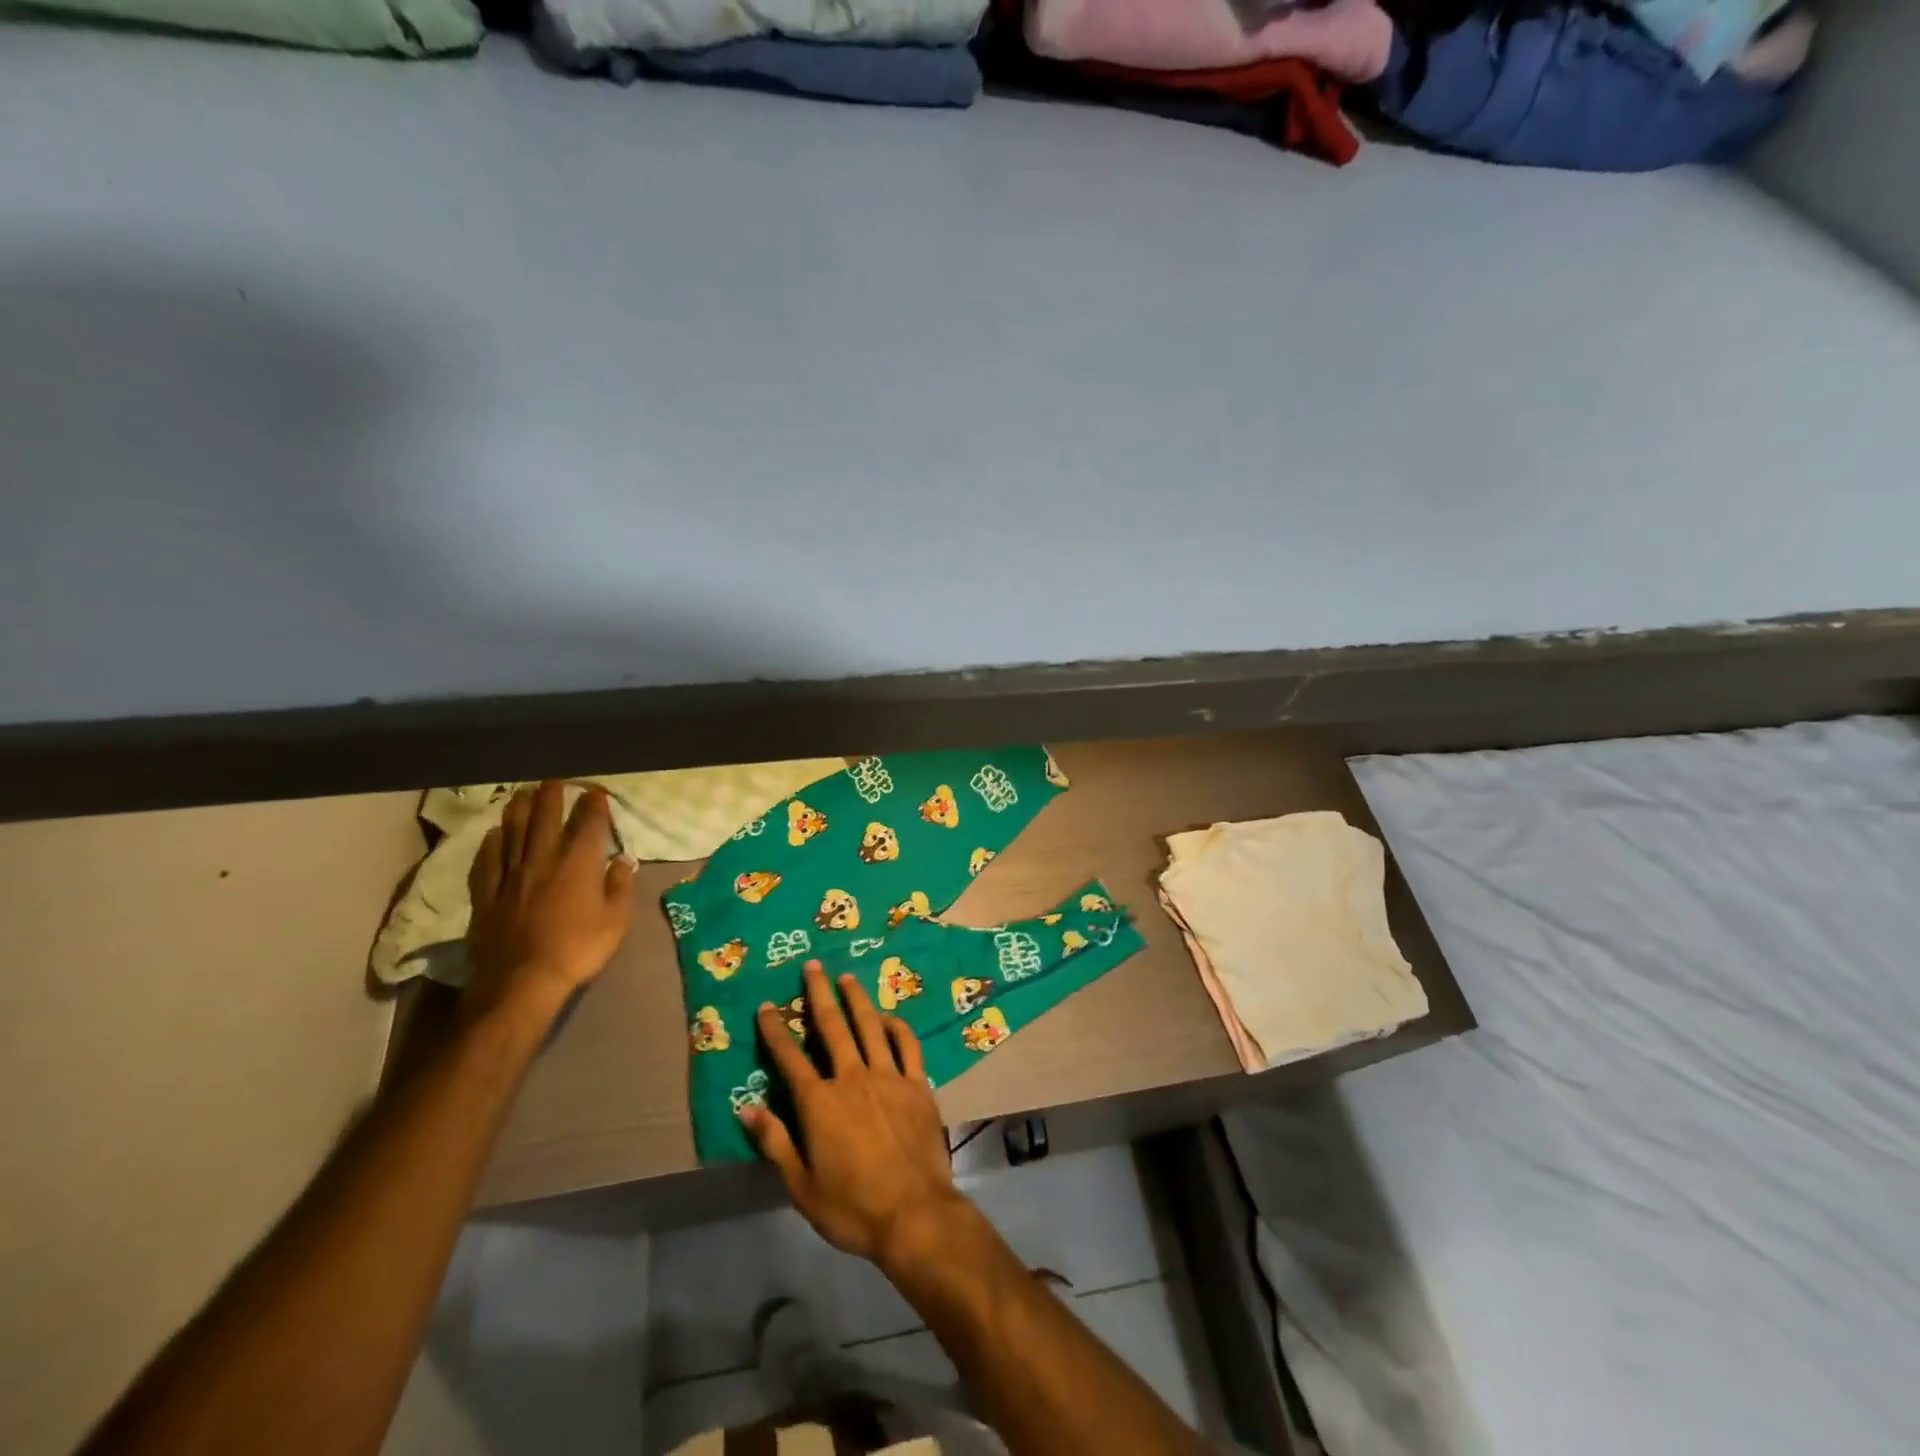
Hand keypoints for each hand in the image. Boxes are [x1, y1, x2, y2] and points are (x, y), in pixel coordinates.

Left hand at [464, 782, 637, 1028]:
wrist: (522, 981)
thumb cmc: (578, 949)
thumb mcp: (616, 921)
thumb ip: (620, 885)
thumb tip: (623, 859)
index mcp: (579, 864)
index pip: (588, 824)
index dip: (594, 806)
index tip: (596, 792)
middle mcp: (543, 860)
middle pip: (546, 819)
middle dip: (553, 796)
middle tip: (555, 780)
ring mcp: (511, 876)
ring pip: (514, 833)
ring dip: (520, 810)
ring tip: (523, 794)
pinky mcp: (487, 894)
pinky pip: (488, 861)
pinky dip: (492, 843)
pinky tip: (494, 834)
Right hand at [742, 960, 965, 1270]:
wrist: (914, 1213)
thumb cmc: (852, 1207)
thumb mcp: (802, 1185)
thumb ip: (775, 1142)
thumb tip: (747, 1108)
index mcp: (820, 1103)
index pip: (790, 1058)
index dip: (775, 1031)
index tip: (765, 1007)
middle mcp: (852, 1078)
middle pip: (832, 1026)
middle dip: (819, 994)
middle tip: (812, 966)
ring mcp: (888, 1076)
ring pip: (869, 1026)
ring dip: (856, 999)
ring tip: (847, 977)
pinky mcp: (918, 1084)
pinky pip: (907, 1045)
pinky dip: (896, 1026)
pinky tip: (888, 1017)